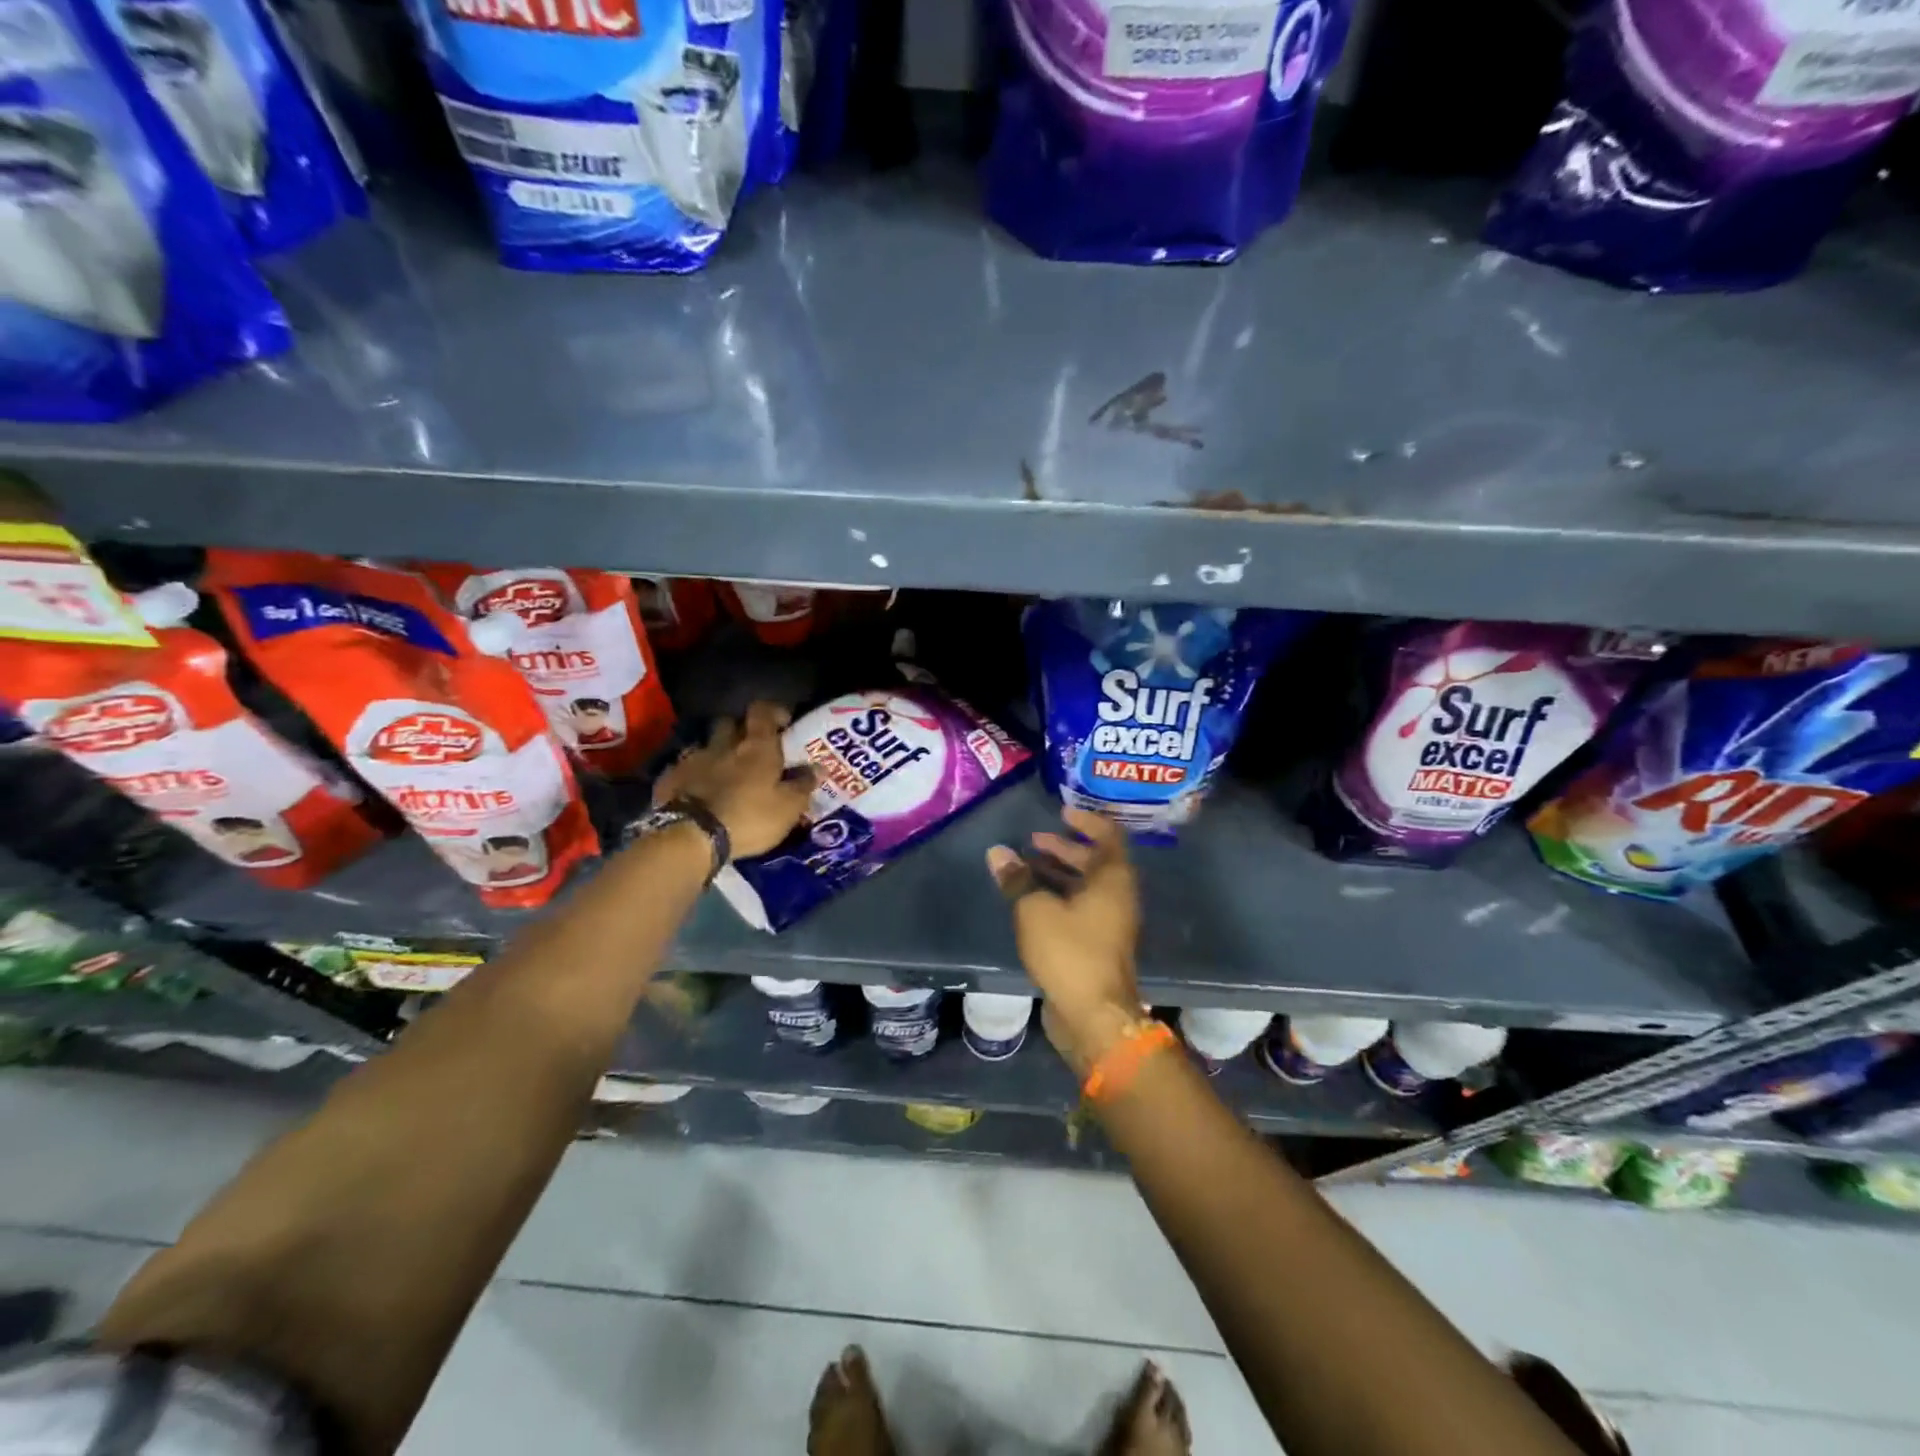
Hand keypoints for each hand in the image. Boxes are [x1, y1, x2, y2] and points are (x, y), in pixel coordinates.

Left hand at [653, 701, 816, 858]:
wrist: (691, 837)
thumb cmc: (749, 818)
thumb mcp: (788, 808)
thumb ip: (803, 785)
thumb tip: (817, 768)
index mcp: (756, 746)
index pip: (762, 711)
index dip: (773, 712)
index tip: (783, 724)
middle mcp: (724, 744)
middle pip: (730, 723)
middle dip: (740, 730)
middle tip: (752, 749)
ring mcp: (693, 759)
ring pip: (707, 744)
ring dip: (717, 753)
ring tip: (726, 773)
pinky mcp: (671, 778)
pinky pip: (686, 768)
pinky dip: (695, 775)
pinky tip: (699, 791)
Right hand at [985, 808, 1144, 1076]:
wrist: (1093, 1015)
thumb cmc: (1069, 952)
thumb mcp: (1035, 910)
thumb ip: (1018, 879)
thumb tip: (998, 853)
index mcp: (1113, 879)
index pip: (1108, 836)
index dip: (1086, 820)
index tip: (1061, 811)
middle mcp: (1118, 897)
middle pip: (1095, 861)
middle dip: (1064, 848)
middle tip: (1034, 841)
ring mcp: (1110, 923)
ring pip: (1085, 887)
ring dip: (1058, 873)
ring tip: (1025, 868)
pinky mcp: (1098, 945)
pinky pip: (1080, 908)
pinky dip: (1058, 897)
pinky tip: (1030, 901)